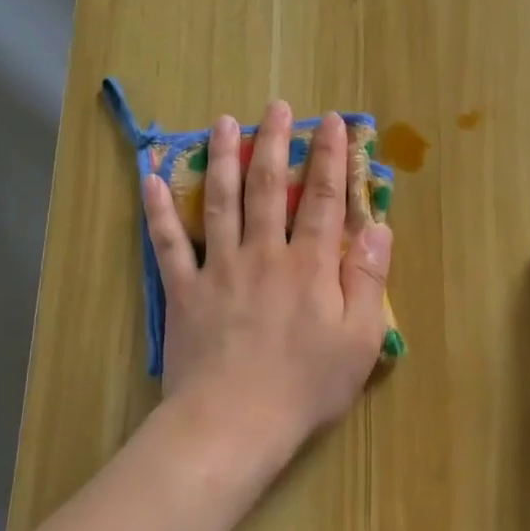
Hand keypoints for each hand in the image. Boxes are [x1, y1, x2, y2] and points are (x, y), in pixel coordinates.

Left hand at [143, 101, 393, 452]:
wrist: (234, 424)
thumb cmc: (305, 387)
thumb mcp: (359, 339)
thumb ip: (368, 278)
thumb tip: (379, 227)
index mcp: (309, 265)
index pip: (322, 198)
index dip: (329, 157)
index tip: (332, 122)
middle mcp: (263, 253)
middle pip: (267, 187)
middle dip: (274, 143)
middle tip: (275, 106)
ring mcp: (219, 269)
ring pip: (219, 201)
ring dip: (221, 158)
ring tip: (223, 122)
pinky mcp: (184, 291)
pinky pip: (168, 243)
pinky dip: (157, 211)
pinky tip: (150, 179)